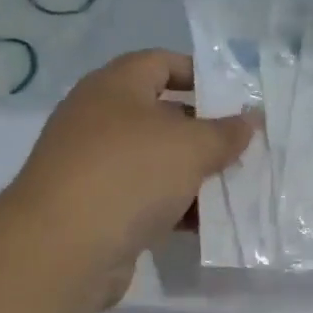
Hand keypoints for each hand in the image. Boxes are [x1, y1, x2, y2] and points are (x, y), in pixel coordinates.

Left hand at [5, 50, 257, 305]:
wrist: (61, 250)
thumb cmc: (129, 174)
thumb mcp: (191, 146)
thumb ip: (226, 132)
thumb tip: (251, 119)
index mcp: (115, 86)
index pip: (161, 62)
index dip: (200, 74)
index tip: (236, 96)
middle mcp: (99, 119)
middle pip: (162, 114)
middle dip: (205, 131)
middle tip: (245, 146)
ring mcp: (94, 166)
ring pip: (156, 161)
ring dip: (194, 174)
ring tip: (238, 187)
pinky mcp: (95, 209)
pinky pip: (144, 198)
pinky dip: (174, 207)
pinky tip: (209, 224)